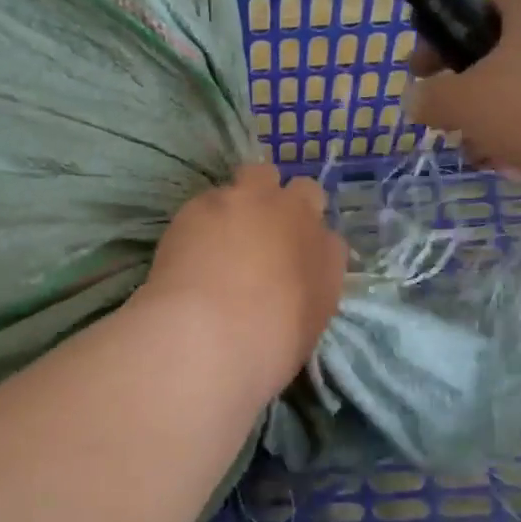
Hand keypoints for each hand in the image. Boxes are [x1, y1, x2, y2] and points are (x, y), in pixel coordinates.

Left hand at [138, 164, 347, 402]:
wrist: (212, 333)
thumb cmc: (266, 348)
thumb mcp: (305, 326)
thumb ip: (307, 291)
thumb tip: (293, 281)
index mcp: (328, 254)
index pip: (329, 237)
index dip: (308, 245)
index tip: (292, 262)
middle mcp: (296, 216)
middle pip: (303, 191)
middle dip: (287, 204)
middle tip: (265, 232)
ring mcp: (251, 201)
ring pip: (258, 174)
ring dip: (249, 194)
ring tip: (226, 226)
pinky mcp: (206, 200)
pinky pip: (212, 196)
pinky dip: (207, 215)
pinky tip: (191, 242)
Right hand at [406, 0, 520, 194]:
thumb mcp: (462, 103)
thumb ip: (429, 97)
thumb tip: (417, 99)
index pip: (478, 5)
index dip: (441, 43)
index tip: (423, 78)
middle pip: (511, 49)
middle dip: (477, 92)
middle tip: (458, 126)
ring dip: (508, 118)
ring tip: (492, 157)